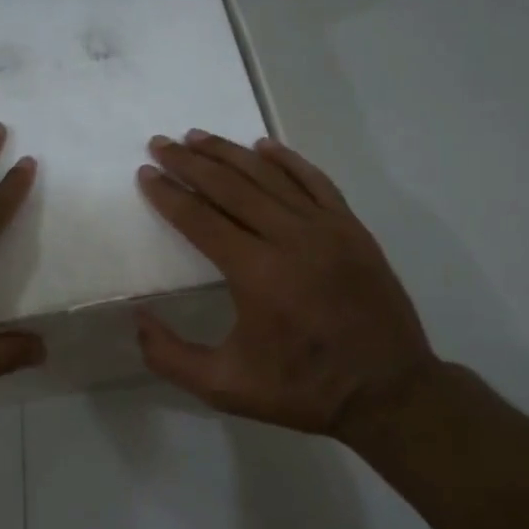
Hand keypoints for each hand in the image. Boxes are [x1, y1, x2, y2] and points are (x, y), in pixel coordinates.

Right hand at [135, 131, 437, 435]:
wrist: (390, 391)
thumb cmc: (302, 389)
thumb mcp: (224, 388)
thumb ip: (170, 356)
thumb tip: (138, 318)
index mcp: (256, 273)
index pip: (201, 219)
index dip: (168, 194)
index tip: (145, 173)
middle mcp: (290, 238)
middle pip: (230, 187)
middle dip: (190, 163)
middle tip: (160, 144)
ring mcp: (326, 228)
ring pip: (269, 176)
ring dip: (229, 153)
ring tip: (197, 136)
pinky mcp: (352, 229)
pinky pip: (314, 181)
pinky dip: (286, 160)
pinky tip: (263, 146)